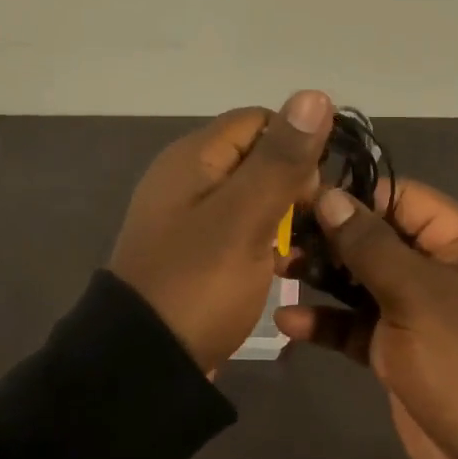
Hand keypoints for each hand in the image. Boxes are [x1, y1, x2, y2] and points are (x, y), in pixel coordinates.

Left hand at [110, 90, 332, 372]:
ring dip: (283, 217)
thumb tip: (314, 94)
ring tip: (305, 252)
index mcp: (194, 157)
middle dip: (293, 185)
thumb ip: (281, 159)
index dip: (296, 146)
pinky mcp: (195, 251)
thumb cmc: (198, 283)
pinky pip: (240, 229)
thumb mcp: (245, 217)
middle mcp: (188, 177)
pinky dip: (264, 242)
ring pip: (253, 196)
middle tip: (311, 228)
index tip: (314, 191)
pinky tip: (283, 269)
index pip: (260, 121)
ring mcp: (189, 217)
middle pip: (257, 157)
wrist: (143, 364)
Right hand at [275, 180, 457, 458]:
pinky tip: (288, 321)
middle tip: (282, 238)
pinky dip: (326, 322)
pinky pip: (354, 324)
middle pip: (374, 237)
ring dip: (321, 276)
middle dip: (329, 237)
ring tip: (278, 270)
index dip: (354, 195)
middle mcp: (434, 267)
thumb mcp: (417, 294)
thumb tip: (329, 195)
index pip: (399, 197)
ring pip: (359, 279)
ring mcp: (413, 309)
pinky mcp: (394, 348)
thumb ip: (369, 244)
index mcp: (457, 240)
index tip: (304, 197)